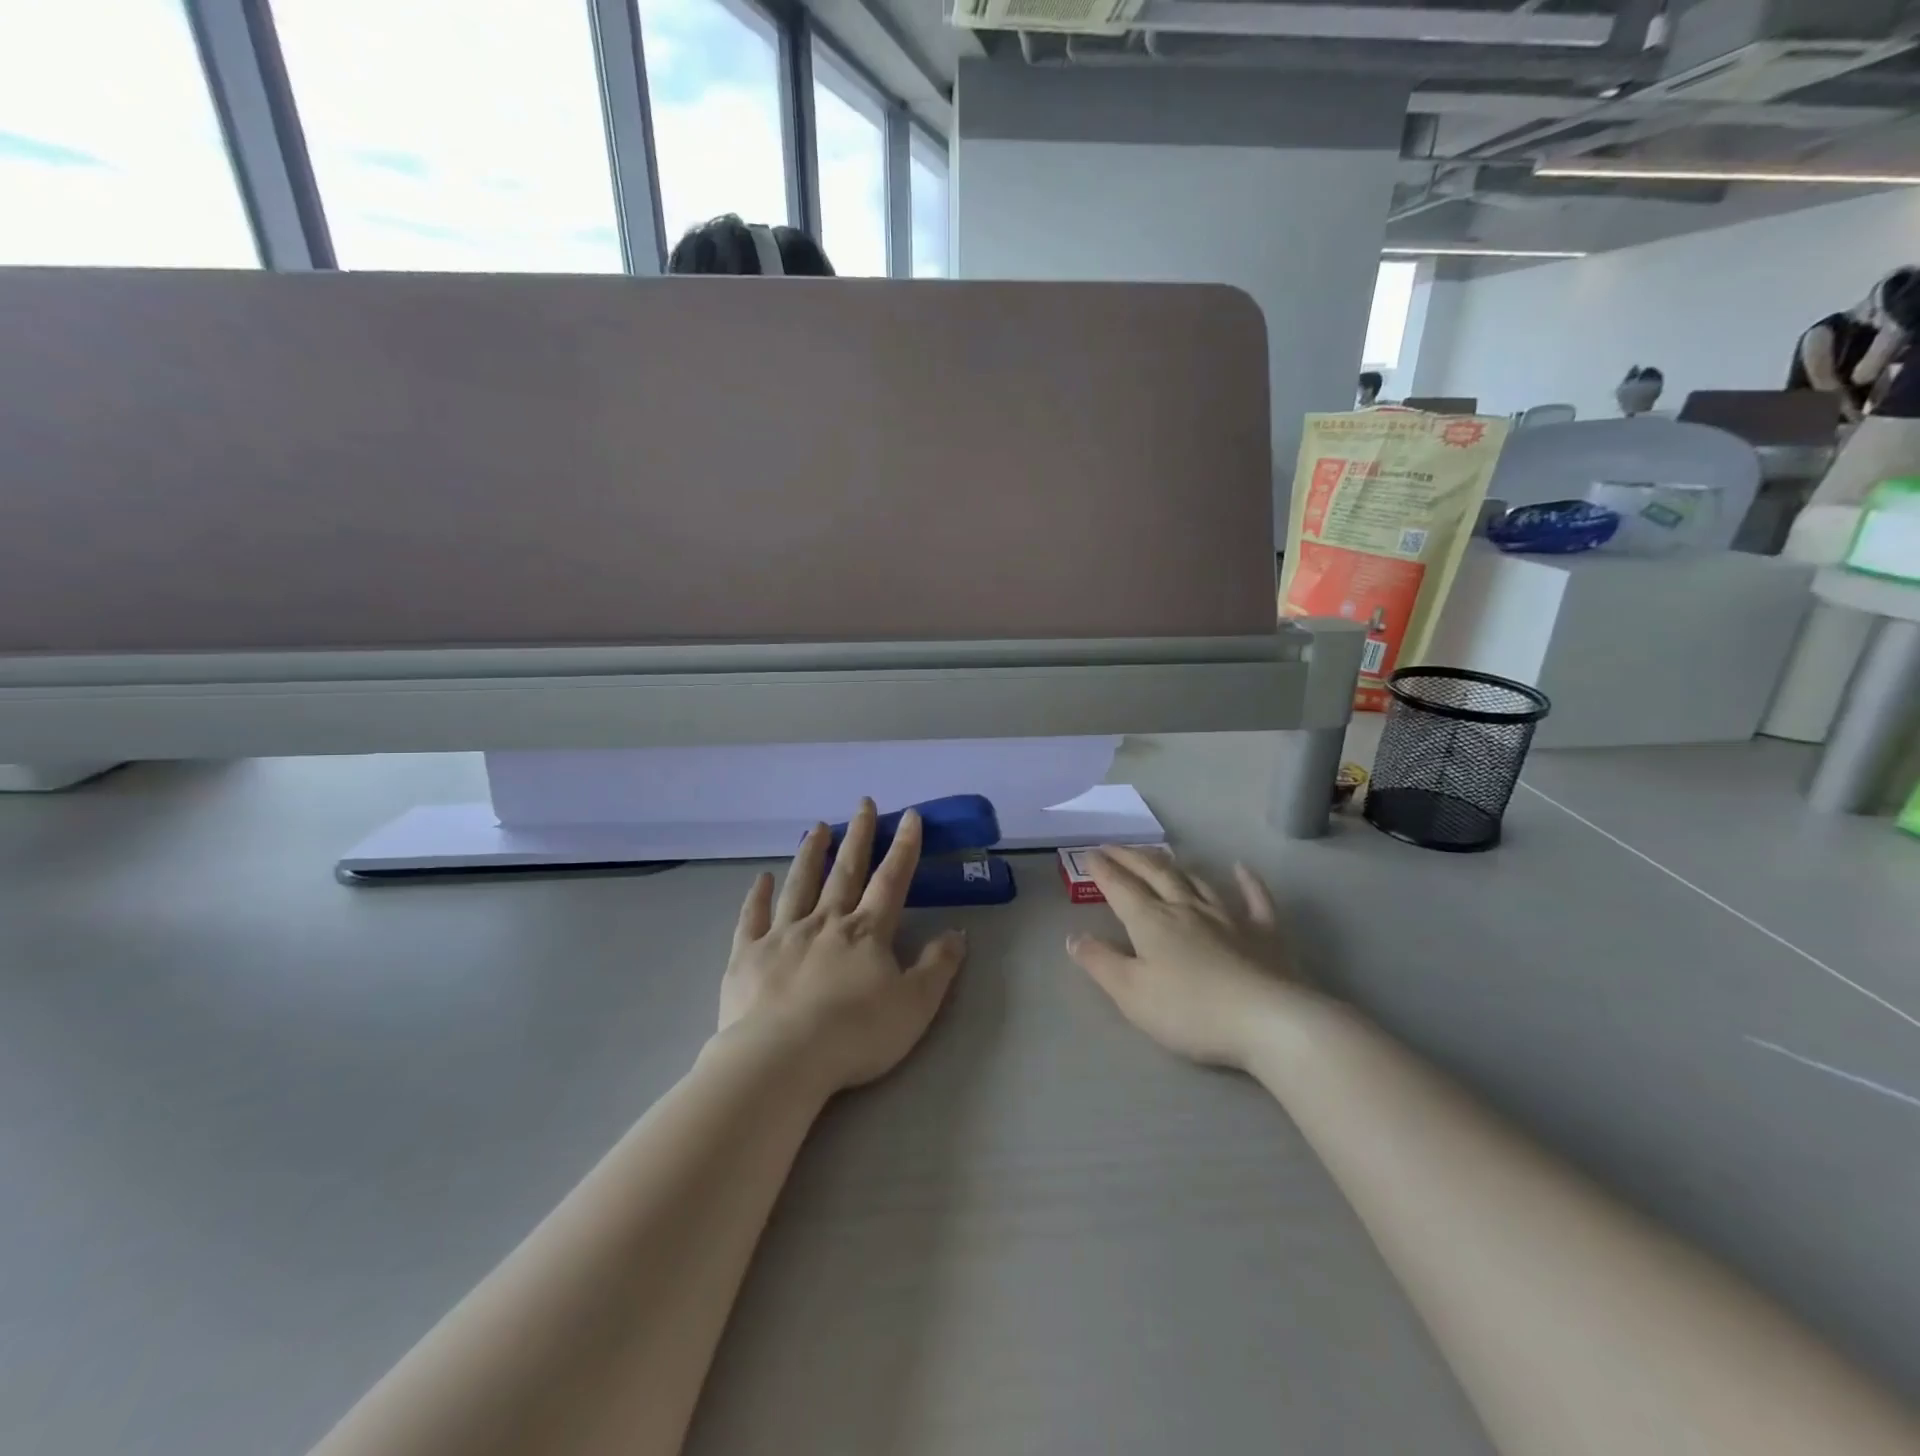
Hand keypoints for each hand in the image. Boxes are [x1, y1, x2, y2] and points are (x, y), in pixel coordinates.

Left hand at [719, 799, 966, 1095]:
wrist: (782, 1059)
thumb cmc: (855, 1034)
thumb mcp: (915, 1005)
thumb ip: (938, 966)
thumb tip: (957, 932)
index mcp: (866, 932)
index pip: (891, 880)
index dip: (903, 847)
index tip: (908, 815)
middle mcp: (825, 922)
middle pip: (844, 871)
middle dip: (857, 836)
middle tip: (862, 804)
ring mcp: (783, 934)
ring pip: (799, 884)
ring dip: (810, 854)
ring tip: (816, 827)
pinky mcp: (747, 955)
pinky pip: (752, 917)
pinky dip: (757, 896)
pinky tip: (761, 878)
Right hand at [1067, 847, 1299, 1070]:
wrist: (1268, 1020)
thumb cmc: (1190, 1010)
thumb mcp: (1131, 993)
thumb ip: (1100, 962)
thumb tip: (1073, 936)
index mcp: (1151, 921)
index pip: (1120, 887)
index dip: (1102, 870)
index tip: (1089, 854)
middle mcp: (1186, 908)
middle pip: (1155, 873)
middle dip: (1131, 857)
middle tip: (1115, 846)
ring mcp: (1228, 917)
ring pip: (1196, 881)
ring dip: (1174, 865)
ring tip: (1160, 855)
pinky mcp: (1264, 933)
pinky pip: (1254, 898)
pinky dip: (1247, 881)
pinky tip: (1240, 868)